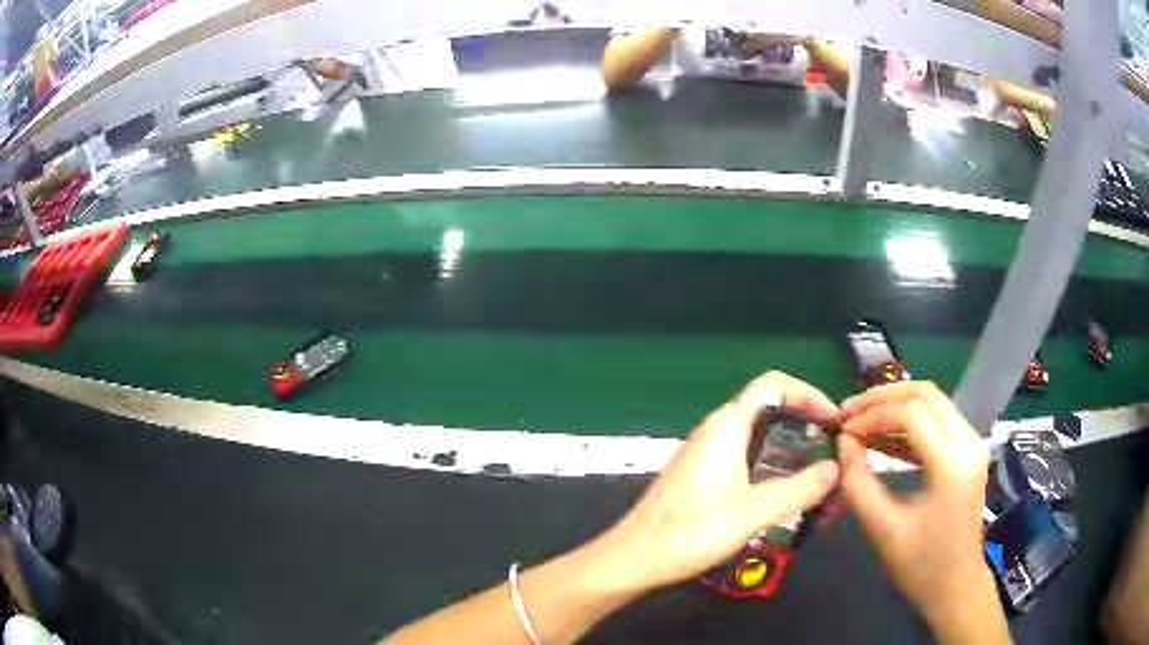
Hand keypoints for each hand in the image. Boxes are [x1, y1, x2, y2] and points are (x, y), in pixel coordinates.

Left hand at [596, 372, 839, 592]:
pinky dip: (773, 469)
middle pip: (770, 411)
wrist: (635, 558)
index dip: (807, 393)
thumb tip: (835, 468)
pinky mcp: (702, 478)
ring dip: (791, 452)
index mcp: (726, 427)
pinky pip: (747, 461)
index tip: (833, 419)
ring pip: (759, 439)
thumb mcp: (752, 512)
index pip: (773, 384)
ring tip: (818, 478)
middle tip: (831, 453)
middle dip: (805, 426)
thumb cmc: (690, 531)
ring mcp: (707, 456)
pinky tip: (786, 498)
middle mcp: (716, 432)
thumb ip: (798, 489)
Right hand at [838, 382, 1006, 641]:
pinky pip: (938, 420)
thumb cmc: (920, 565)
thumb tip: (843, 444)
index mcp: (952, 464)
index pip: (911, 414)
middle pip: (925, 394)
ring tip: (861, 422)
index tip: (842, 431)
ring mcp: (972, 443)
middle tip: (849, 412)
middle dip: (883, 398)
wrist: (956, 585)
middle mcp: (968, 442)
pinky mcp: (969, 450)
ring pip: (933, 401)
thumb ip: (859, 483)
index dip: (872, 415)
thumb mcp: (883, 529)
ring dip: (895, 406)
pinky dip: (908, 422)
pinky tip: (883, 437)